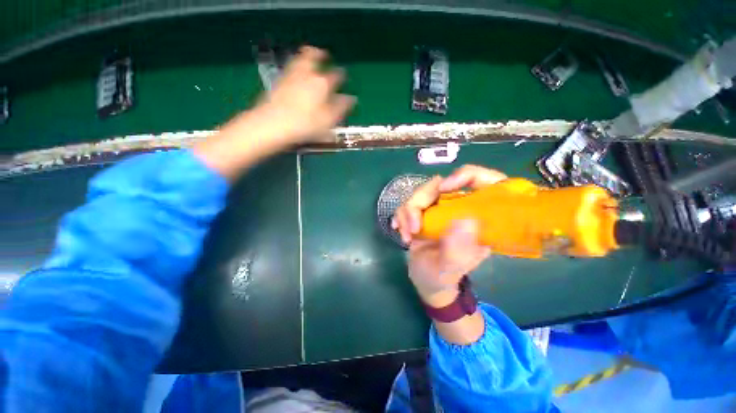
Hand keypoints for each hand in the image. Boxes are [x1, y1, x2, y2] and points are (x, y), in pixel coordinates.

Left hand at [194, 46, 354, 179]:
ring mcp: (291, 75)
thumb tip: (351, 98)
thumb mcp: (328, 120)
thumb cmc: (306, 125)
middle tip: (324, 54)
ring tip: (309, 54)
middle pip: (314, 58)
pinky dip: (294, 64)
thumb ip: (340, 108)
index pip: (336, 76)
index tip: (344, 78)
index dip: (341, 77)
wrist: (273, 124)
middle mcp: (307, 74)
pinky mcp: (278, 81)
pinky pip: (289, 67)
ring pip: (300, 59)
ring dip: (306, 55)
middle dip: (320, 55)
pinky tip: (295, 70)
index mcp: (322, 84)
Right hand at [392, 165, 506, 306]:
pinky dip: (400, 216)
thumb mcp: (451, 269)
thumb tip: (465, 220)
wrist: (426, 280)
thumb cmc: (443, 277)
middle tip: (412, 227)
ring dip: (406, 212)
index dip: (466, 175)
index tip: (444, 188)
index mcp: (479, 218)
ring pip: (420, 193)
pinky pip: (408, 203)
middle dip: (420, 202)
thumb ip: (458, 250)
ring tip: (406, 235)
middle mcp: (460, 208)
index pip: (485, 181)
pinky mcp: (423, 213)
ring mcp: (440, 209)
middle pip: (440, 184)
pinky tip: (398, 230)